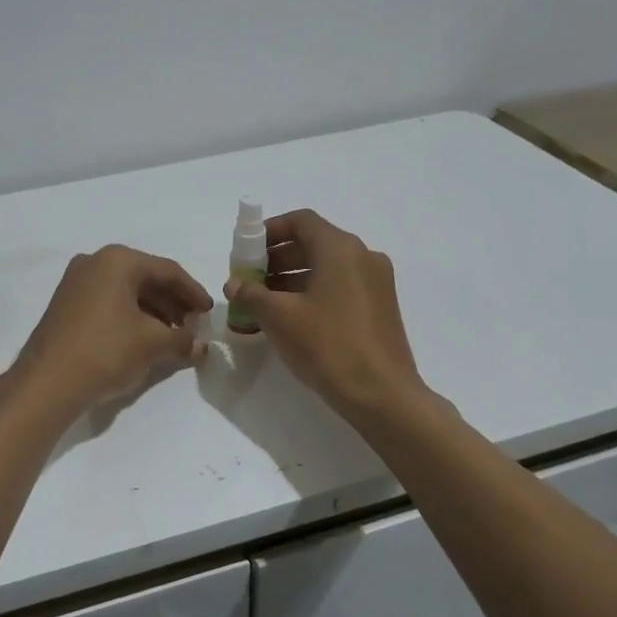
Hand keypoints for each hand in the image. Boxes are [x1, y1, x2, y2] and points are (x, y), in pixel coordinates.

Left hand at [12, 245, 213, 417]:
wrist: (47, 382)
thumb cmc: (106, 351)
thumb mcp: (152, 344)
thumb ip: (182, 340)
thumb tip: (200, 346)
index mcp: (118, 260)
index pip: (167, 271)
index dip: (193, 292)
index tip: (209, 312)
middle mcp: (94, 262)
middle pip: (145, 278)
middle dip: (173, 302)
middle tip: (193, 325)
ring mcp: (75, 283)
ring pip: (125, 291)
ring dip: (153, 311)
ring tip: (172, 336)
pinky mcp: (65, 305)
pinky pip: (108, 302)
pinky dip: (130, 316)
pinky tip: (143, 338)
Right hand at [225, 209, 426, 421]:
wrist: (381, 394)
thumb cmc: (327, 345)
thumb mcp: (279, 317)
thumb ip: (252, 294)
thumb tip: (235, 284)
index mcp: (341, 249)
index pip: (301, 221)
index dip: (270, 231)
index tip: (247, 251)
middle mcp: (363, 256)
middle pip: (314, 243)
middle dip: (277, 258)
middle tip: (250, 280)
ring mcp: (377, 282)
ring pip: (327, 267)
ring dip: (293, 277)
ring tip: (264, 303)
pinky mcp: (381, 307)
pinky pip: (341, 286)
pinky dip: (314, 292)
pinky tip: (292, 319)